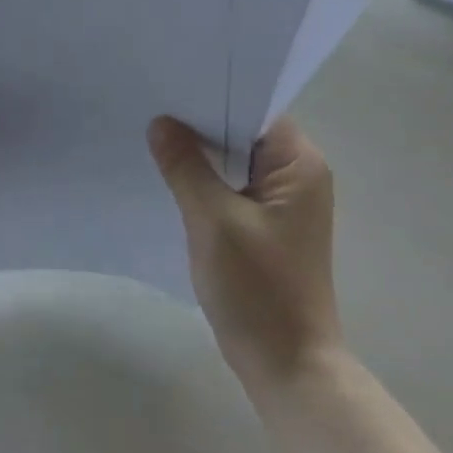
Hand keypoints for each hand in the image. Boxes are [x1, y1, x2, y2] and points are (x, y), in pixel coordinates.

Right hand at [148, 116, 341, 389]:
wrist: (286, 365)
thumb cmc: (257, 288)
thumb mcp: (213, 220)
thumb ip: (185, 166)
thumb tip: (161, 123)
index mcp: (300, 165)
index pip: (255, 109)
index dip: (213, 96)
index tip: (170, 87)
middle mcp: (298, 176)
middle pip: (243, 132)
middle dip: (200, 124)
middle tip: (152, 108)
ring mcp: (284, 203)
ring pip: (235, 161)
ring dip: (201, 155)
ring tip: (155, 136)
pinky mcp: (267, 225)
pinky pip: (233, 186)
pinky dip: (207, 180)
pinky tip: (173, 176)